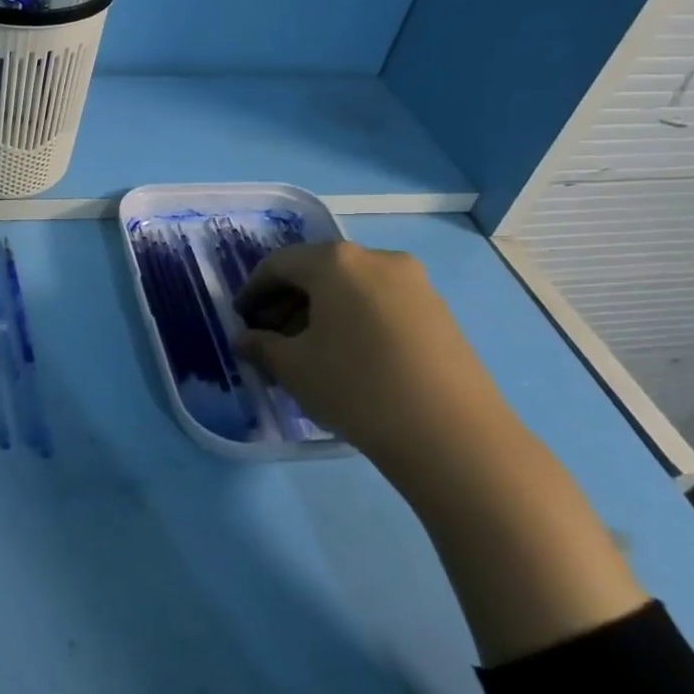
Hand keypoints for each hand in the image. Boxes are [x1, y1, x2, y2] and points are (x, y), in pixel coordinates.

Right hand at [236, 240, 517, 463]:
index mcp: (335, 262)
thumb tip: (245, 339)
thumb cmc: (356, 387)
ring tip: (309, 352)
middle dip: (288, 302)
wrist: (451, 433)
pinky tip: (349, 357)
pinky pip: (380, 303)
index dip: (253, 290)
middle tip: (272, 338)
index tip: (242, 319)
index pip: (279, 264)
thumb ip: (261, 346)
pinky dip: (354, 320)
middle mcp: (377, 259)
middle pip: (318, 271)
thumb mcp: (293, 368)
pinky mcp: (439, 311)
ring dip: (321, 312)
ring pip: (351, 288)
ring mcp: (415, 283)